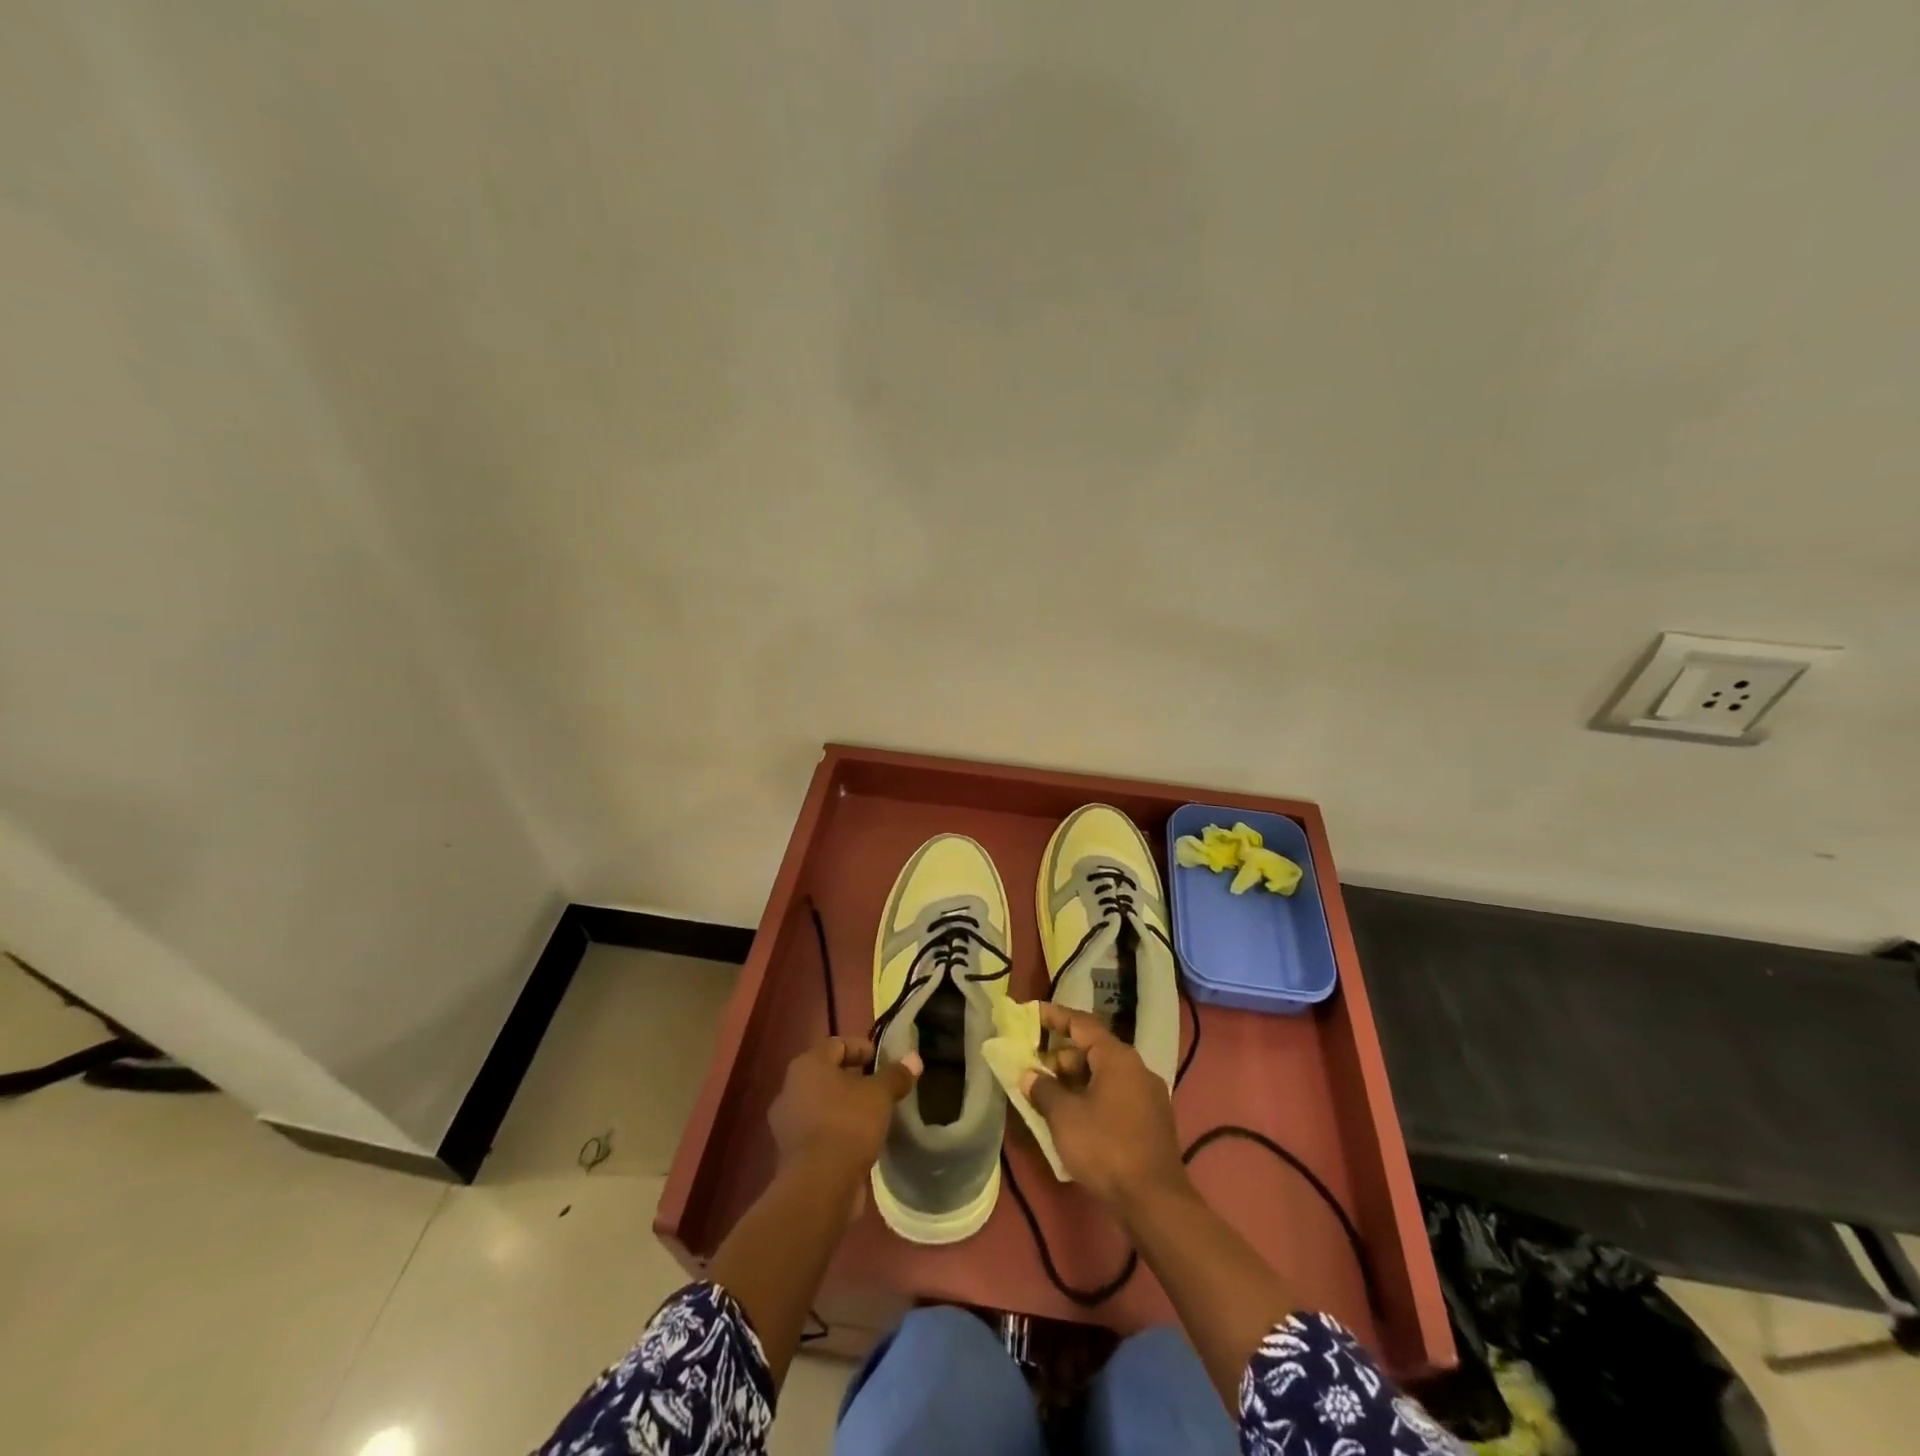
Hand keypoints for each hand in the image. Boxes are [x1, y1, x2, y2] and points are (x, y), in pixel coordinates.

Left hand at [768, 1036, 918, 1180]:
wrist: (819, 1188)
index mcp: (807, 1065)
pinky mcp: (791, 1154)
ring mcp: (787, 1124)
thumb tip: (913, 1059)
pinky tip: (859, 1142)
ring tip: (873, 1116)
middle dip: (854, 1079)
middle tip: (880, 1088)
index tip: (883, 1060)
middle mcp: (790, 1089)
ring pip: (822, 1105)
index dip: (861, 1048)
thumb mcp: (880, 1095)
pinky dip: (837, 1131)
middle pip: (827, 1075)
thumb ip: (895, 1075)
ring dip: (845, 1107)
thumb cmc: (848, 1125)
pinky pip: (818, 1131)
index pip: (836, 1044)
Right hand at [1023, 1005, 1187, 1209]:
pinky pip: (1116, 1095)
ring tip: (1051, 1097)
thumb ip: (1043, 1090)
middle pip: (1093, 1049)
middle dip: (1062, 1056)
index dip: (1055, 1016)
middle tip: (1036, 1071)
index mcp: (1117, 1057)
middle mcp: (1137, 1067)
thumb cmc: (1105, 1148)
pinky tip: (1076, 1118)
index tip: (1032, 1013)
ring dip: (1076, 1080)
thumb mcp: (1064, 1117)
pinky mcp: (1152, 1120)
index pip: (1082, 1023)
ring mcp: (1148, 1095)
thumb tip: (1029, 1075)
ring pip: (1104, 1074)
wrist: (1155, 1201)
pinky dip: (1093, 1096)